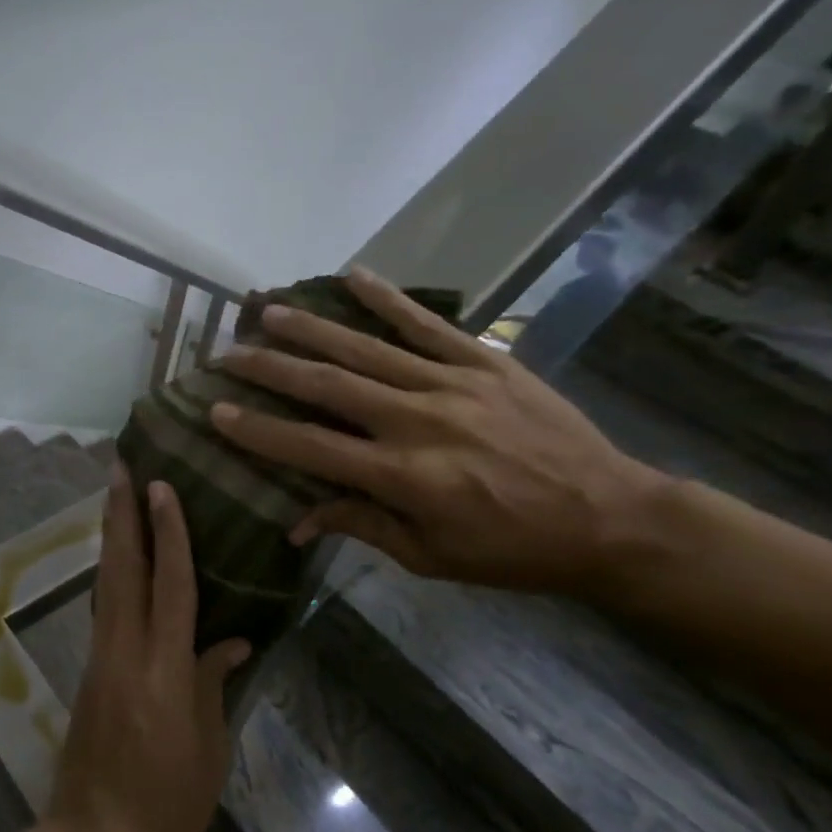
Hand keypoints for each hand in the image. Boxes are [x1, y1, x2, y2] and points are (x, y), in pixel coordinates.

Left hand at [48, 470, 251, 831]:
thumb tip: (232, 640)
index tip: (161, 487)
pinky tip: (117, 556)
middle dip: (121, 513)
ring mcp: (101, 656)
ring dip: (111, 533)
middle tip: (119, 467)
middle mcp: (126, 649)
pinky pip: (103, 605)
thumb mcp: (208, 749)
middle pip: (122, 567)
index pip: (169, 584)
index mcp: (164, 668)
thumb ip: (214, 684)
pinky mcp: (90, 668)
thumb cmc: (167, 802)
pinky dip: (110, 570)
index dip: (168, 532)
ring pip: (106, 581)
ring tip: (114, 494)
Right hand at [208, 267, 670, 598]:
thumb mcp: (431, 557)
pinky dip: (387, 298)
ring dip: (310, 328)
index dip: (260, 431)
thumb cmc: (513, 550)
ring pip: (365, 349)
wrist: (614, 518)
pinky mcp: (485, 362)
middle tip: (227, 353)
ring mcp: (452, 385)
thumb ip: (361, 525)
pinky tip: (352, 275)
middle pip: (328, 387)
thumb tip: (296, 520)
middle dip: (270, 369)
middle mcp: (419, 422)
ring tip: (266, 311)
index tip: (217, 411)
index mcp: (405, 477)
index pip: (312, 448)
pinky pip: (427, 324)